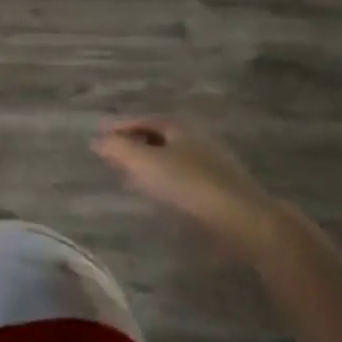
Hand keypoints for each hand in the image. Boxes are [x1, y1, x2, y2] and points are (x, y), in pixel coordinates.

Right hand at [92, 116, 284, 252]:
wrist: (245, 220)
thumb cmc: (189, 184)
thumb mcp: (144, 162)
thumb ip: (117, 149)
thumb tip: (96, 140)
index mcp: (177, 126)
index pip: (140, 120)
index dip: (117, 127)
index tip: (97, 137)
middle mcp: (195, 138)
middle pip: (155, 137)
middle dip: (132, 145)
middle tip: (110, 156)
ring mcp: (210, 163)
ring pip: (169, 158)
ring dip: (147, 164)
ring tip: (127, 177)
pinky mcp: (218, 188)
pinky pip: (181, 177)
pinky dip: (163, 180)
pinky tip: (156, 195)